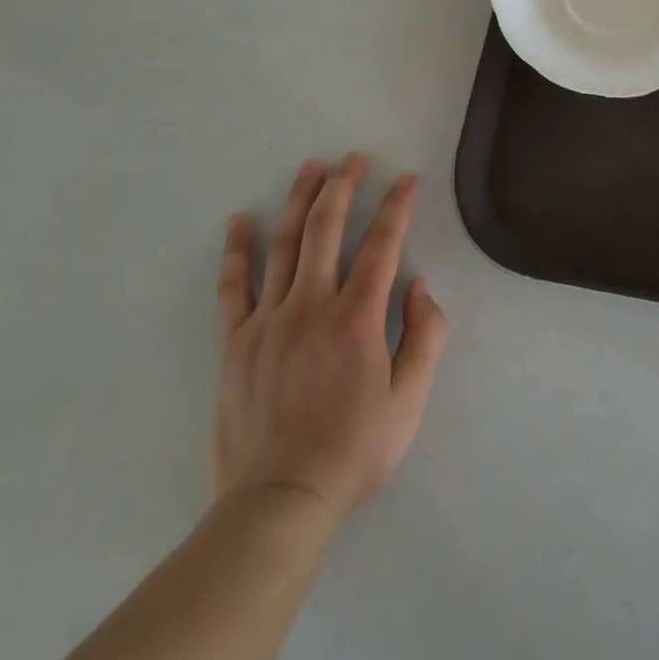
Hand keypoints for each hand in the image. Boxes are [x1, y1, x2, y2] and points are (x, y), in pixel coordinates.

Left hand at [212, 154, 448, 519]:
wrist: (278, 501)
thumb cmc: (353, 450)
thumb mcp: (409, 400)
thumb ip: (425, 336)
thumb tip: (420, 286)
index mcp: (357, 317)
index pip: (381, 244)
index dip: (396, 206)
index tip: (406, 179)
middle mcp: (312, 304)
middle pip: (327, 228)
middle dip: (343, 185)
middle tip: (353, 158)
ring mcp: (269, 319)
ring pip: (284, 244)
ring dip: (298, 200)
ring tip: (310, 167)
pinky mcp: (236, 342)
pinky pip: (233, 286)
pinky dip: (237, 249)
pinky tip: (239, 221)